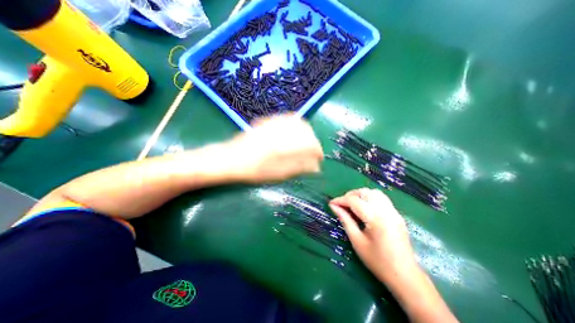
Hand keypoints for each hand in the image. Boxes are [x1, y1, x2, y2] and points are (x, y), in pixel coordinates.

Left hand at [224, 115, 322, 182]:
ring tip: (304, 144)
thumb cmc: (255, 170)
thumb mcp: (279, 173)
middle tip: (311, 152)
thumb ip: (299, 167)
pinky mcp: (268, 121)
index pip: (311, 144)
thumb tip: (316, 167)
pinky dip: (295, 126)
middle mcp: (282, 131)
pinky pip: (287, 119)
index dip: (318, 152)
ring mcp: (274, 124)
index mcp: (286, 145)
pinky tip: (292, 135)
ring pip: (297, 122)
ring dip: (305, 132)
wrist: (232, 159)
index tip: (319, 160)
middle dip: (312, 141)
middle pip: (306, 130)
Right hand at [327, 188, 418, 281]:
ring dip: (361, 195)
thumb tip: (333, 207)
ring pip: (374, 192)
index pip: (354, 201)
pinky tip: (365, 208)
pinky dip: (370, 198)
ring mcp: (393, 211)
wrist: (405, 276)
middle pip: (365, 192)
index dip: (340, 200)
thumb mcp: (357, 241)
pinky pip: (381, 198)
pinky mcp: (397, 214)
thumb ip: (345, 220)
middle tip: (342, 205)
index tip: (331, 203)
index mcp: (375, 218)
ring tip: (352, 204)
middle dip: (350, 195)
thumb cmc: (377, 261)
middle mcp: (386, 210)